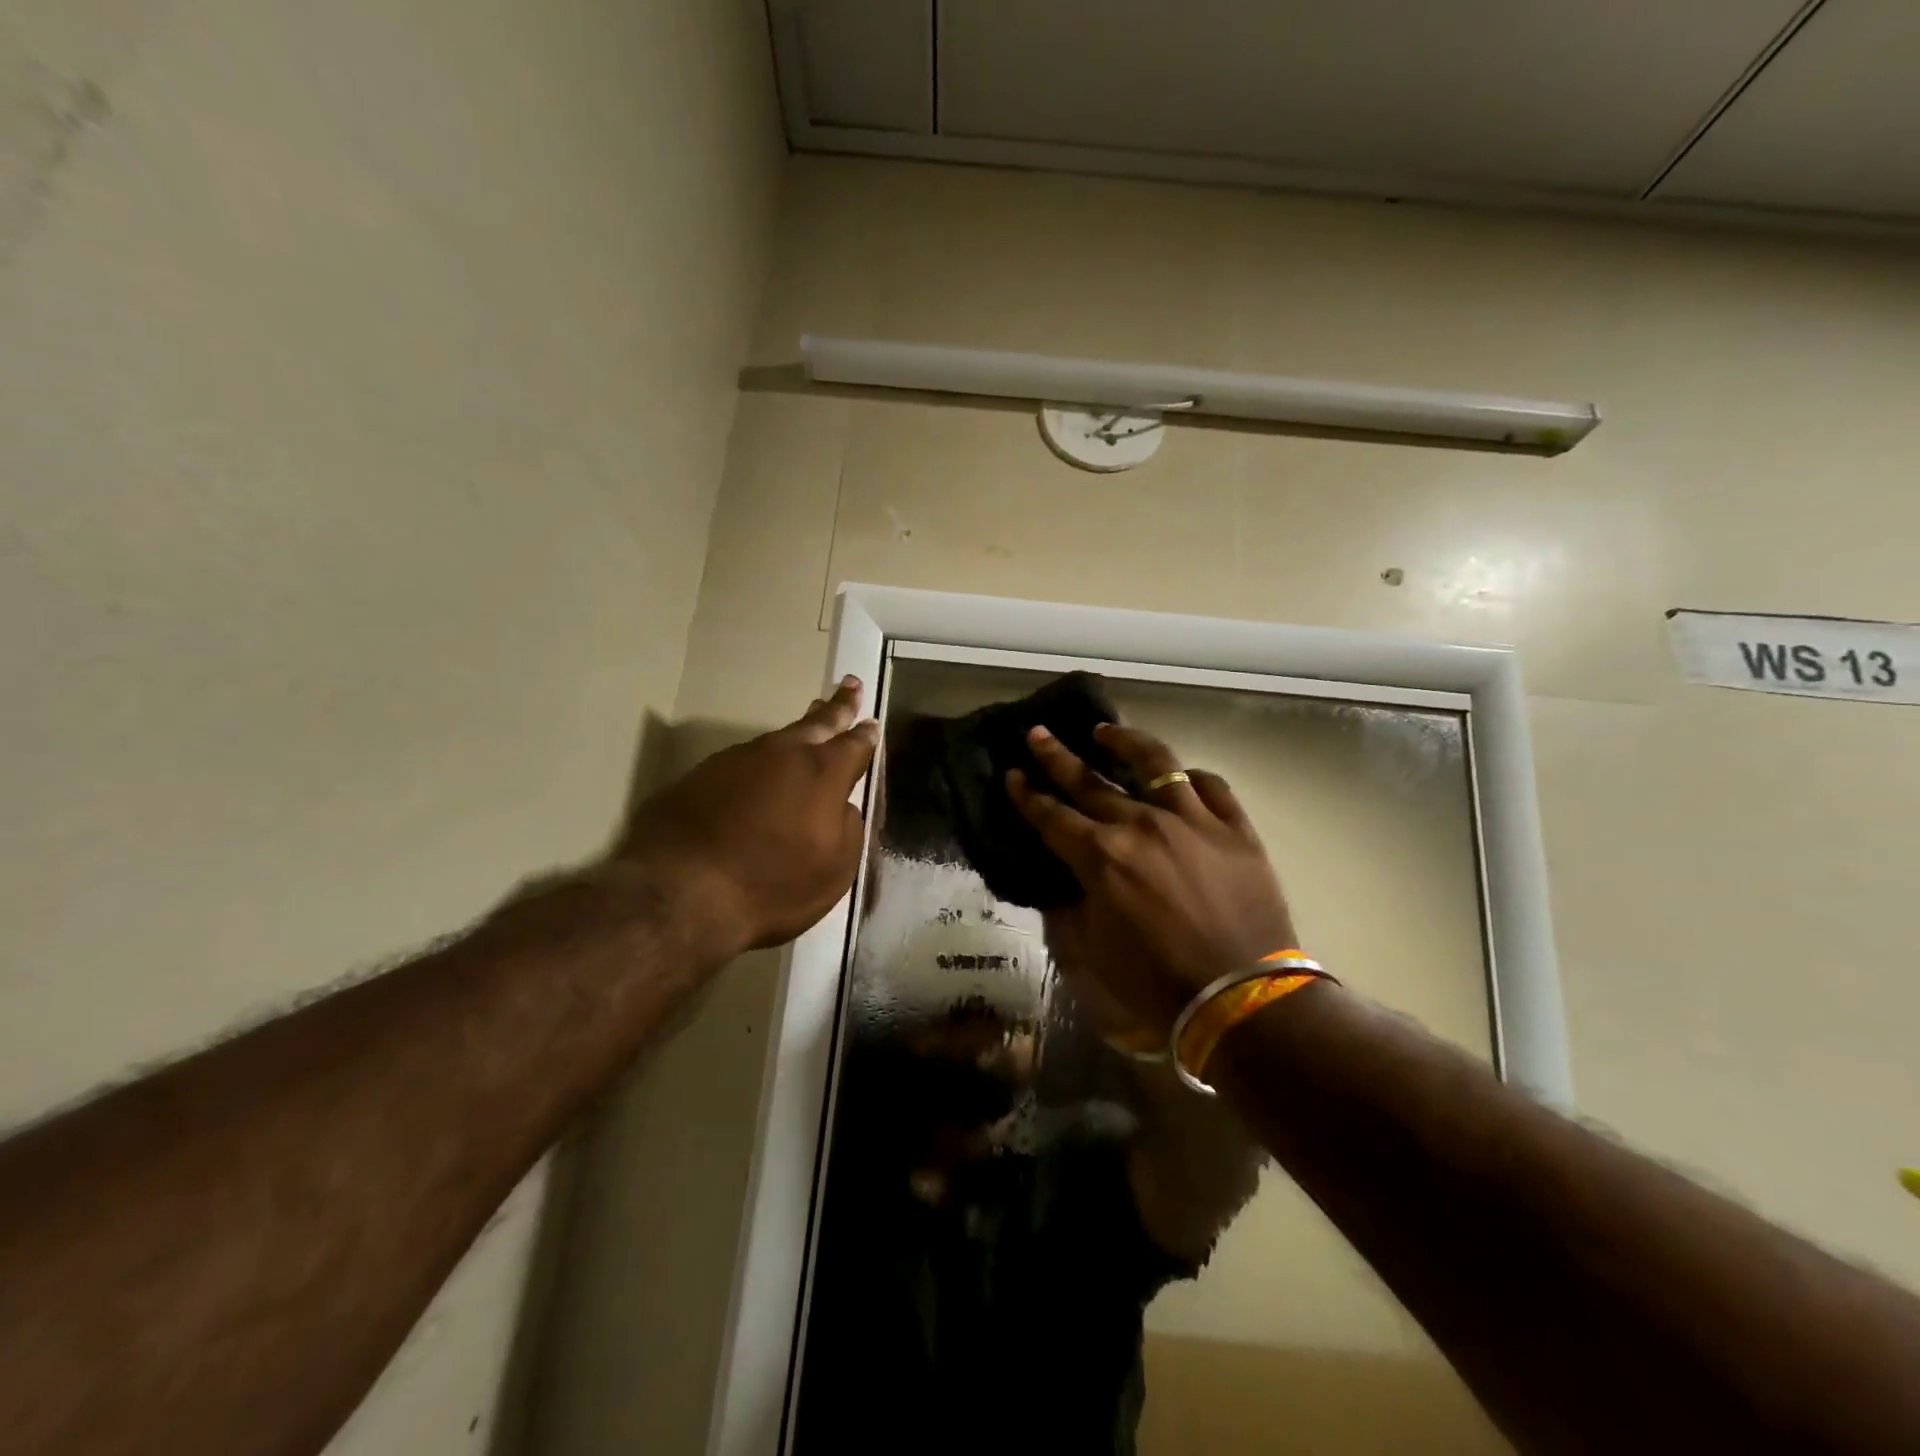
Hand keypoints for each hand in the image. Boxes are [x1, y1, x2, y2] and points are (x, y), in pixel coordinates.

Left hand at [619, 678, 878, 956]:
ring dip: (796, 733)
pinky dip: (759, 763)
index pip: (854, 745)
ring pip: (777, 739)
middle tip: (849, 685)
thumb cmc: (773, 885)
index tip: (871, 722)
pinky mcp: (701, 774)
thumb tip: (841, 806)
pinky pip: (743, 761)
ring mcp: (738, 759)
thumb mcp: (835, 868)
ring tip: (809, 725)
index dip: (866, 735)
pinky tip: (758, 775)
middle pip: (817, 723)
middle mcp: (783, 754)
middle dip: (837, 706)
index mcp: (823, 773)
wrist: (681, 891)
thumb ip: (848, 828)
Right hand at [1009, 722, 1295, 1032]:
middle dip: (1057, 756)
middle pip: (1090, 781)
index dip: (1027, 794)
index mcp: (1101, 856)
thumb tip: (1064, 882)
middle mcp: (1141, 825)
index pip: (1051, 815)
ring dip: (1124, 742)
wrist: (1240, 997)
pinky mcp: (1235, 828)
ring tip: (1106, 731)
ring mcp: (1192, 820)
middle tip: (1038, 734)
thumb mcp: (1092, 951)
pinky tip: (1182, 775)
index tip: (1013, 774)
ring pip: (1155, 763)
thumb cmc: (1156, 981)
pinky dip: (1191, 778)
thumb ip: (1070, 907)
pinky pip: (1211, 786)